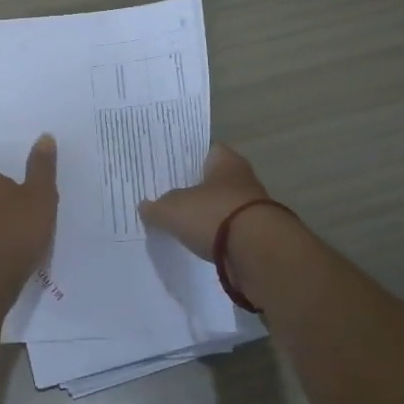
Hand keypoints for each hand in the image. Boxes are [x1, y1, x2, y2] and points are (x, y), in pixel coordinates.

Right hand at [139, 144, 271, 259]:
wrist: (258, 252)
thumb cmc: (214, 214)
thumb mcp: (173, 209)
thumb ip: (157, 207)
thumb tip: (145, 207)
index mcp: (226, 161)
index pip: (206, 150)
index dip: (188, 158)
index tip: (170, 168)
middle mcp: (243, 179)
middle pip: (214, 180)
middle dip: (196, 189)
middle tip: (169, 196)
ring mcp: (253, 208)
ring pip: (223, 206)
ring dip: (209, 215)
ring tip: (182, 223)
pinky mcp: (257, 236)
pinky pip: (230, 231)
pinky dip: (218, 237)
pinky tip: (201, 244)